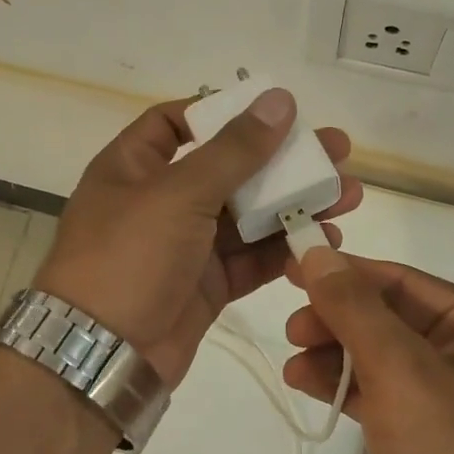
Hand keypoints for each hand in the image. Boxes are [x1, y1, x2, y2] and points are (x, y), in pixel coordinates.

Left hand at [34, 90, 361, 386]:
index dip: (221, 112)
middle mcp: (160, 201)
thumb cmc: (130, 257)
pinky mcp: (207, 285)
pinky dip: (284, 250)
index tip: (272, 112)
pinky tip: (324, 240)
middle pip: (228, 169)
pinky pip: (251, 259)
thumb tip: (279, 99)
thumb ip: (234, 150)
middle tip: (337, 152)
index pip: (174, 122)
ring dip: (294, 205)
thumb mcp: (179, 193)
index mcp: (134, 167)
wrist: (105, 354)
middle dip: (282, 161)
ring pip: (248, 216)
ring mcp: (185, 246)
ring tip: (348, 197)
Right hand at [282, 249, 453, 453]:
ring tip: (293, 358)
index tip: (294, 268)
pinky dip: (341, 384)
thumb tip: (316, 254)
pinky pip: (375, 392)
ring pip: (377, 356)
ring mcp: (444, 400)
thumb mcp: (400, 370)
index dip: (348, 273)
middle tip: (292, 327)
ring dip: (334, 351)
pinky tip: (304, 381)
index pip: (404, 282)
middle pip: (389, 317)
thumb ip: (354, 308)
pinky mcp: (419, 436)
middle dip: (339, 318)